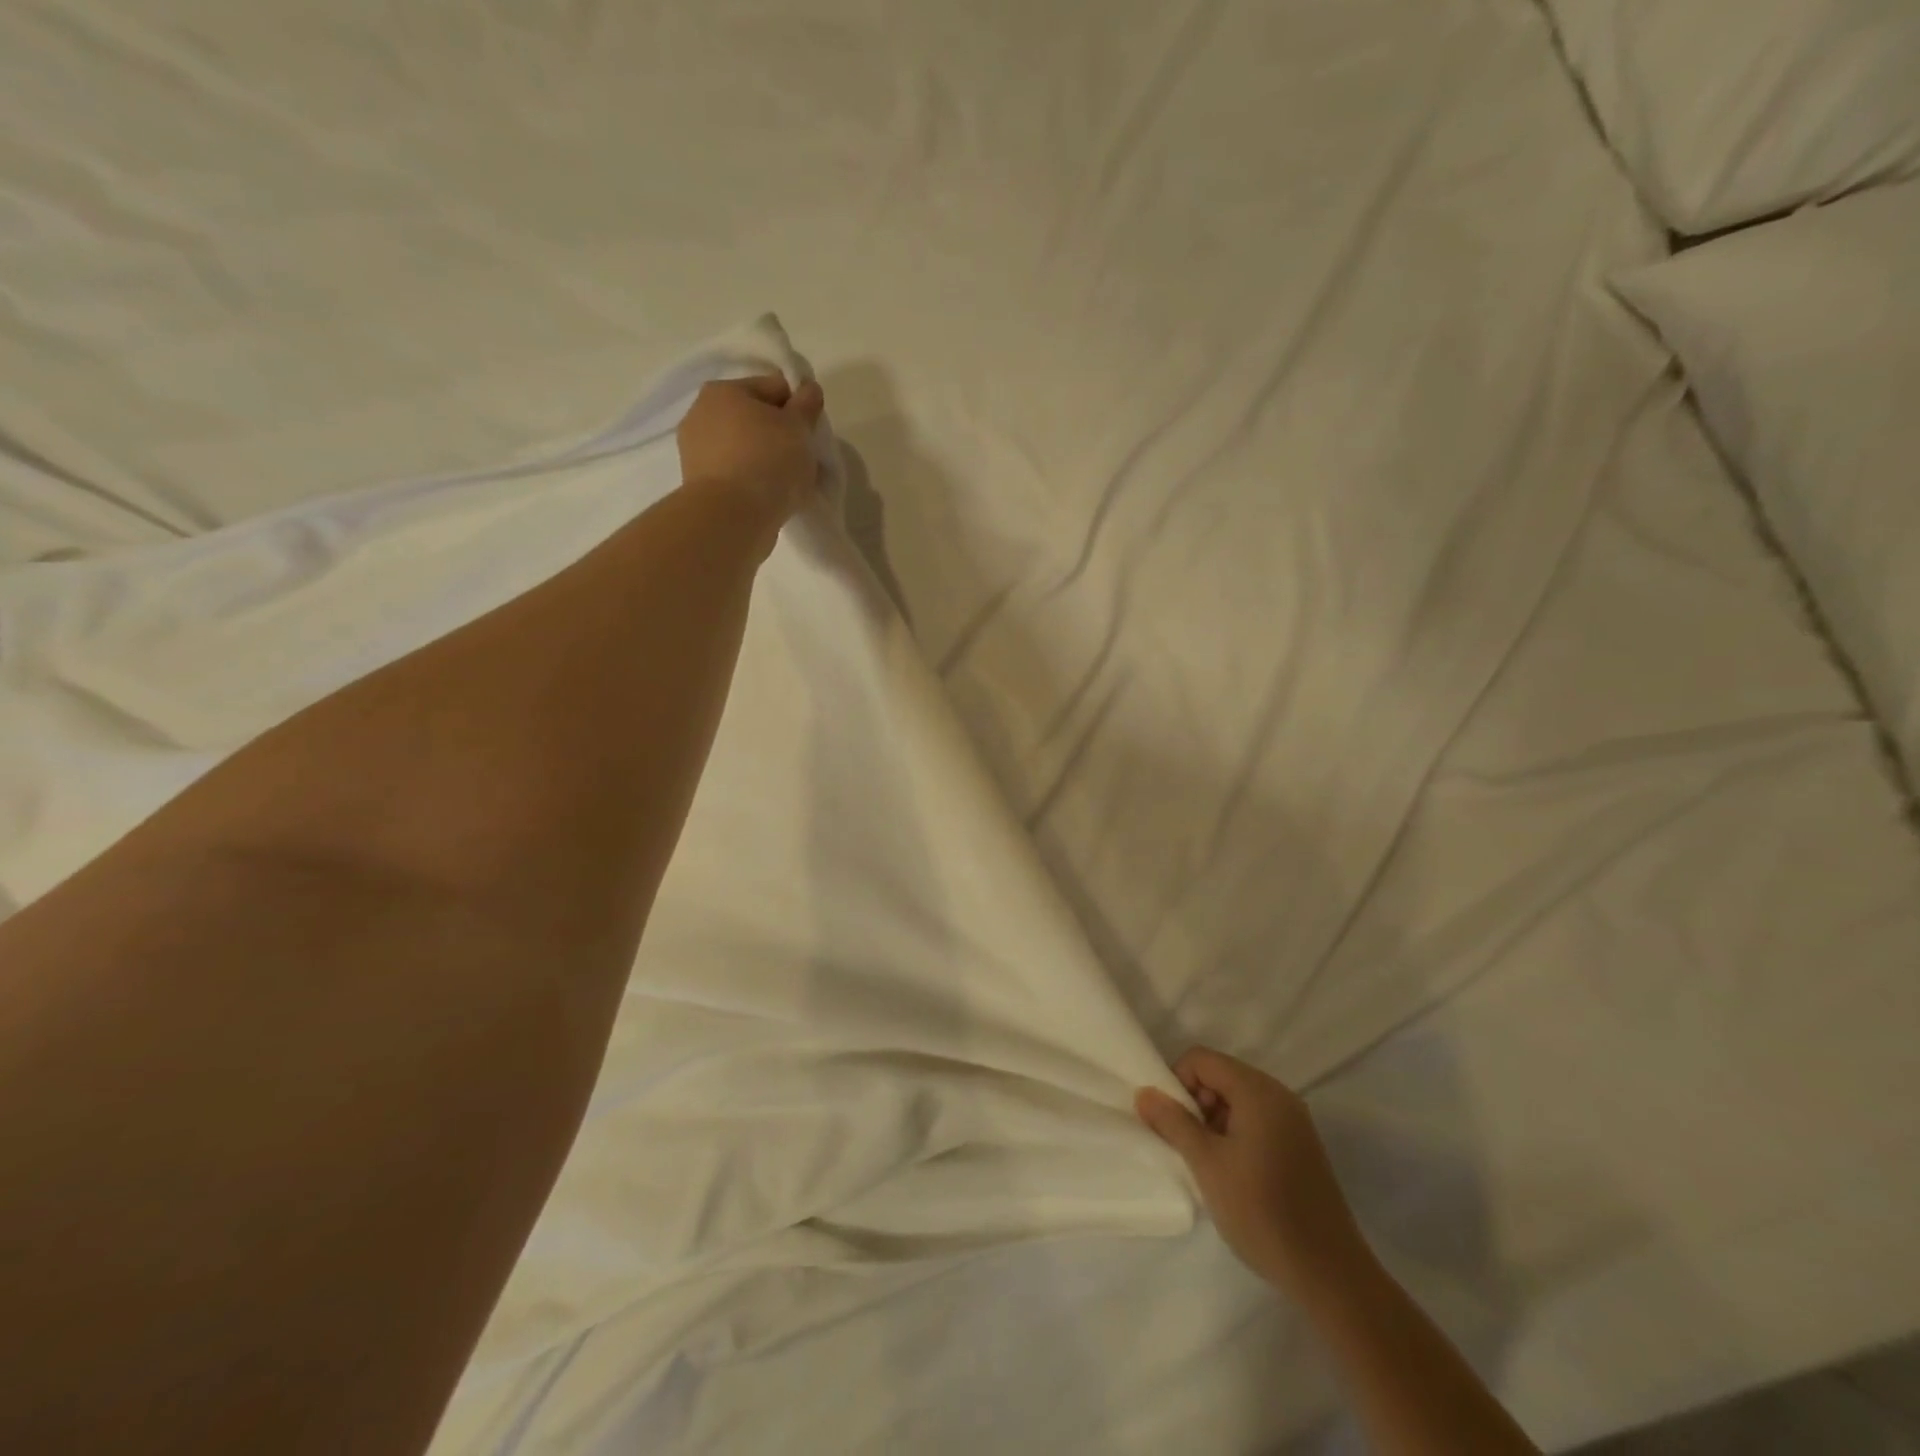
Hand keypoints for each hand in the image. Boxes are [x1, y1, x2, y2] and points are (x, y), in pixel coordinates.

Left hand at [676, 374, 826, 526]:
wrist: (732, 517)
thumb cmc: (768, 462)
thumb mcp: (799, 428)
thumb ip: (806, 405)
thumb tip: (809, 388)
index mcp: (724, 390)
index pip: (774, 388)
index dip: (798, 409)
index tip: (809, 435)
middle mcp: (701, 413)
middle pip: (754, 418)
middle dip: (779, 435)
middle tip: (800, 461)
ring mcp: (695, 450)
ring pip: (743, 448)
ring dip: (764, 459)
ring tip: (784, 484)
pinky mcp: (697, 484)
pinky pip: (734, 473)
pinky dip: (750, 481)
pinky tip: (766, 497)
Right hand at [1137, 1047, 1369, 1301]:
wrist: (1329, 1275)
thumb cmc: (1262, 1212)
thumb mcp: (1207, 1164)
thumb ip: (1173, 1122)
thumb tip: (1144, 1093)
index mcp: (1257, 1091)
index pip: (1202, 1059)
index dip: (1178, 1083)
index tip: (1173, 1124)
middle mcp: (1279, 1095)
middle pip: (1221, 1075)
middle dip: (1196, 1103)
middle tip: (1190, 1147)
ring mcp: (1294, 1121)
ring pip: (1238, 1100)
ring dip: (1215, 1122)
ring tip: (1210, 1165)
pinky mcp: (1301, 1146)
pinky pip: (1257, 1120)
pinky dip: (1236, 1134)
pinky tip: (1234, 1174)